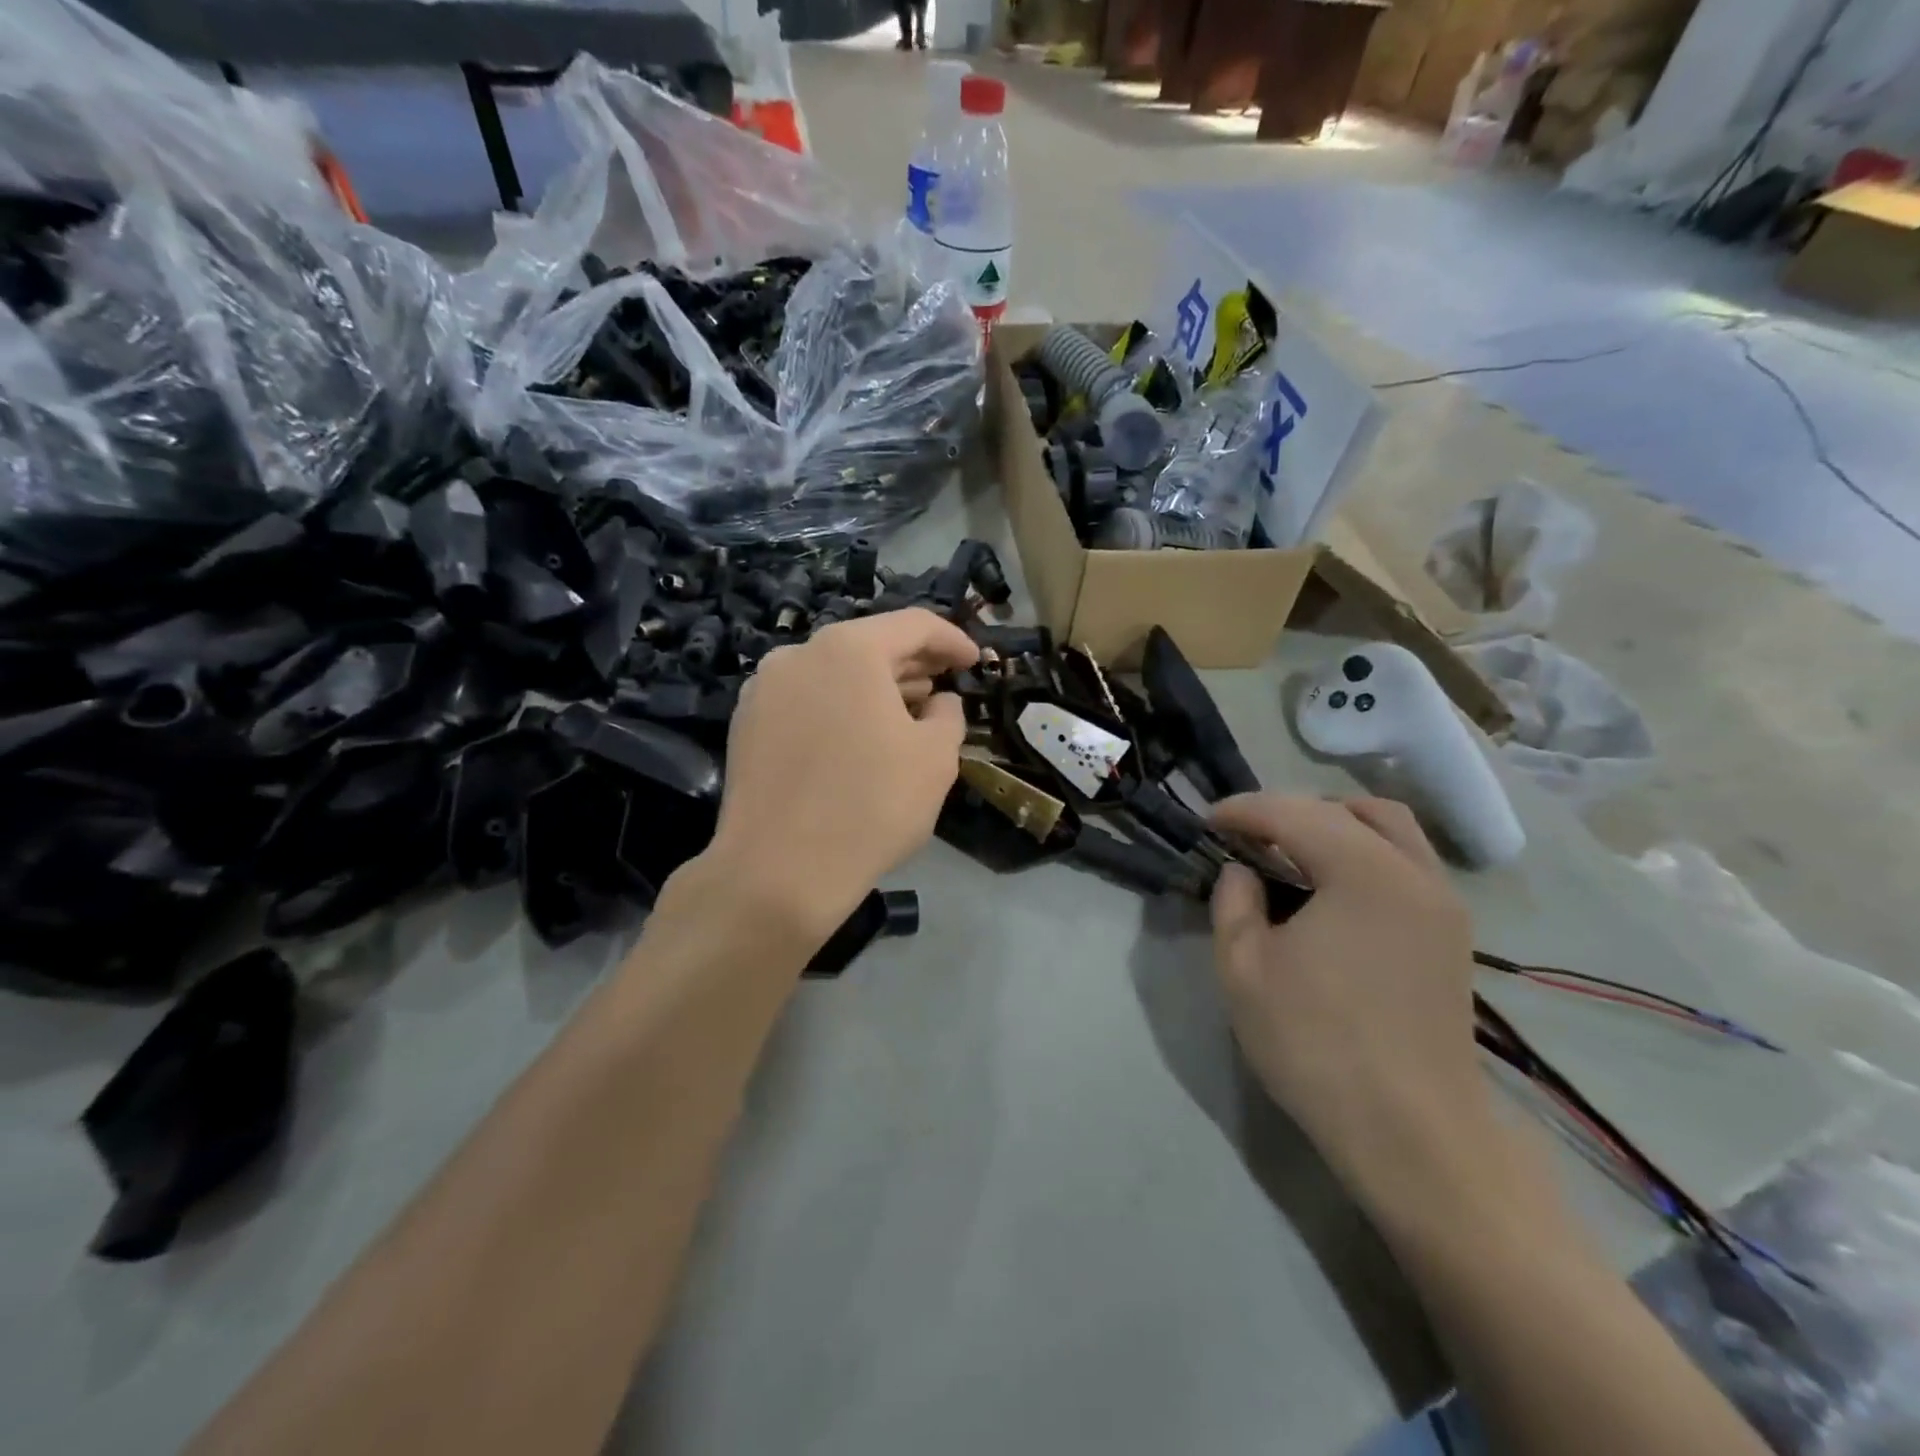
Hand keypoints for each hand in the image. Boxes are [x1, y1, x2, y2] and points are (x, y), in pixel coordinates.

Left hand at [702, 608, 978, 944]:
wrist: (777, 872)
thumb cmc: (871, 806)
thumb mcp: (935, 758)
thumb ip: (948, 715)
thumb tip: (938, 703)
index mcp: (848, 649)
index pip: (913, 625)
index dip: (952, 640)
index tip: (975, 661)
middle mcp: (798, 655)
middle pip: (869, 646)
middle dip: (913, 664)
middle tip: (945, 685)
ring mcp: (764, 690)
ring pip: (834, 674)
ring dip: (875, 688)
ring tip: (907, 713)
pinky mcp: (745, 726)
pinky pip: (806, 702)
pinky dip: (839, 709)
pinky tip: (858, 740)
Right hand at [1209, 795, 1489, 1205]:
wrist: (1413, 1133)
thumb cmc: (1316, 1045)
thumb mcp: (1244, 969)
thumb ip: (1234, 902)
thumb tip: (1242, 871)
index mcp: (1364, 872)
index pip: (1294, 813)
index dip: (1244, 810)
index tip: (1209, 821)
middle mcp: (1414, 873)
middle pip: (1351, 809)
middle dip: (1292, 811)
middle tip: (1249, 837)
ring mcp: (1444, 903)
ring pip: (1391, 830)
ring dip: (1336, 825)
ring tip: (1291, 854)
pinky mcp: (1453, 934)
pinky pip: (1407, 862)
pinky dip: (1366, 853)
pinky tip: (1332, 889)